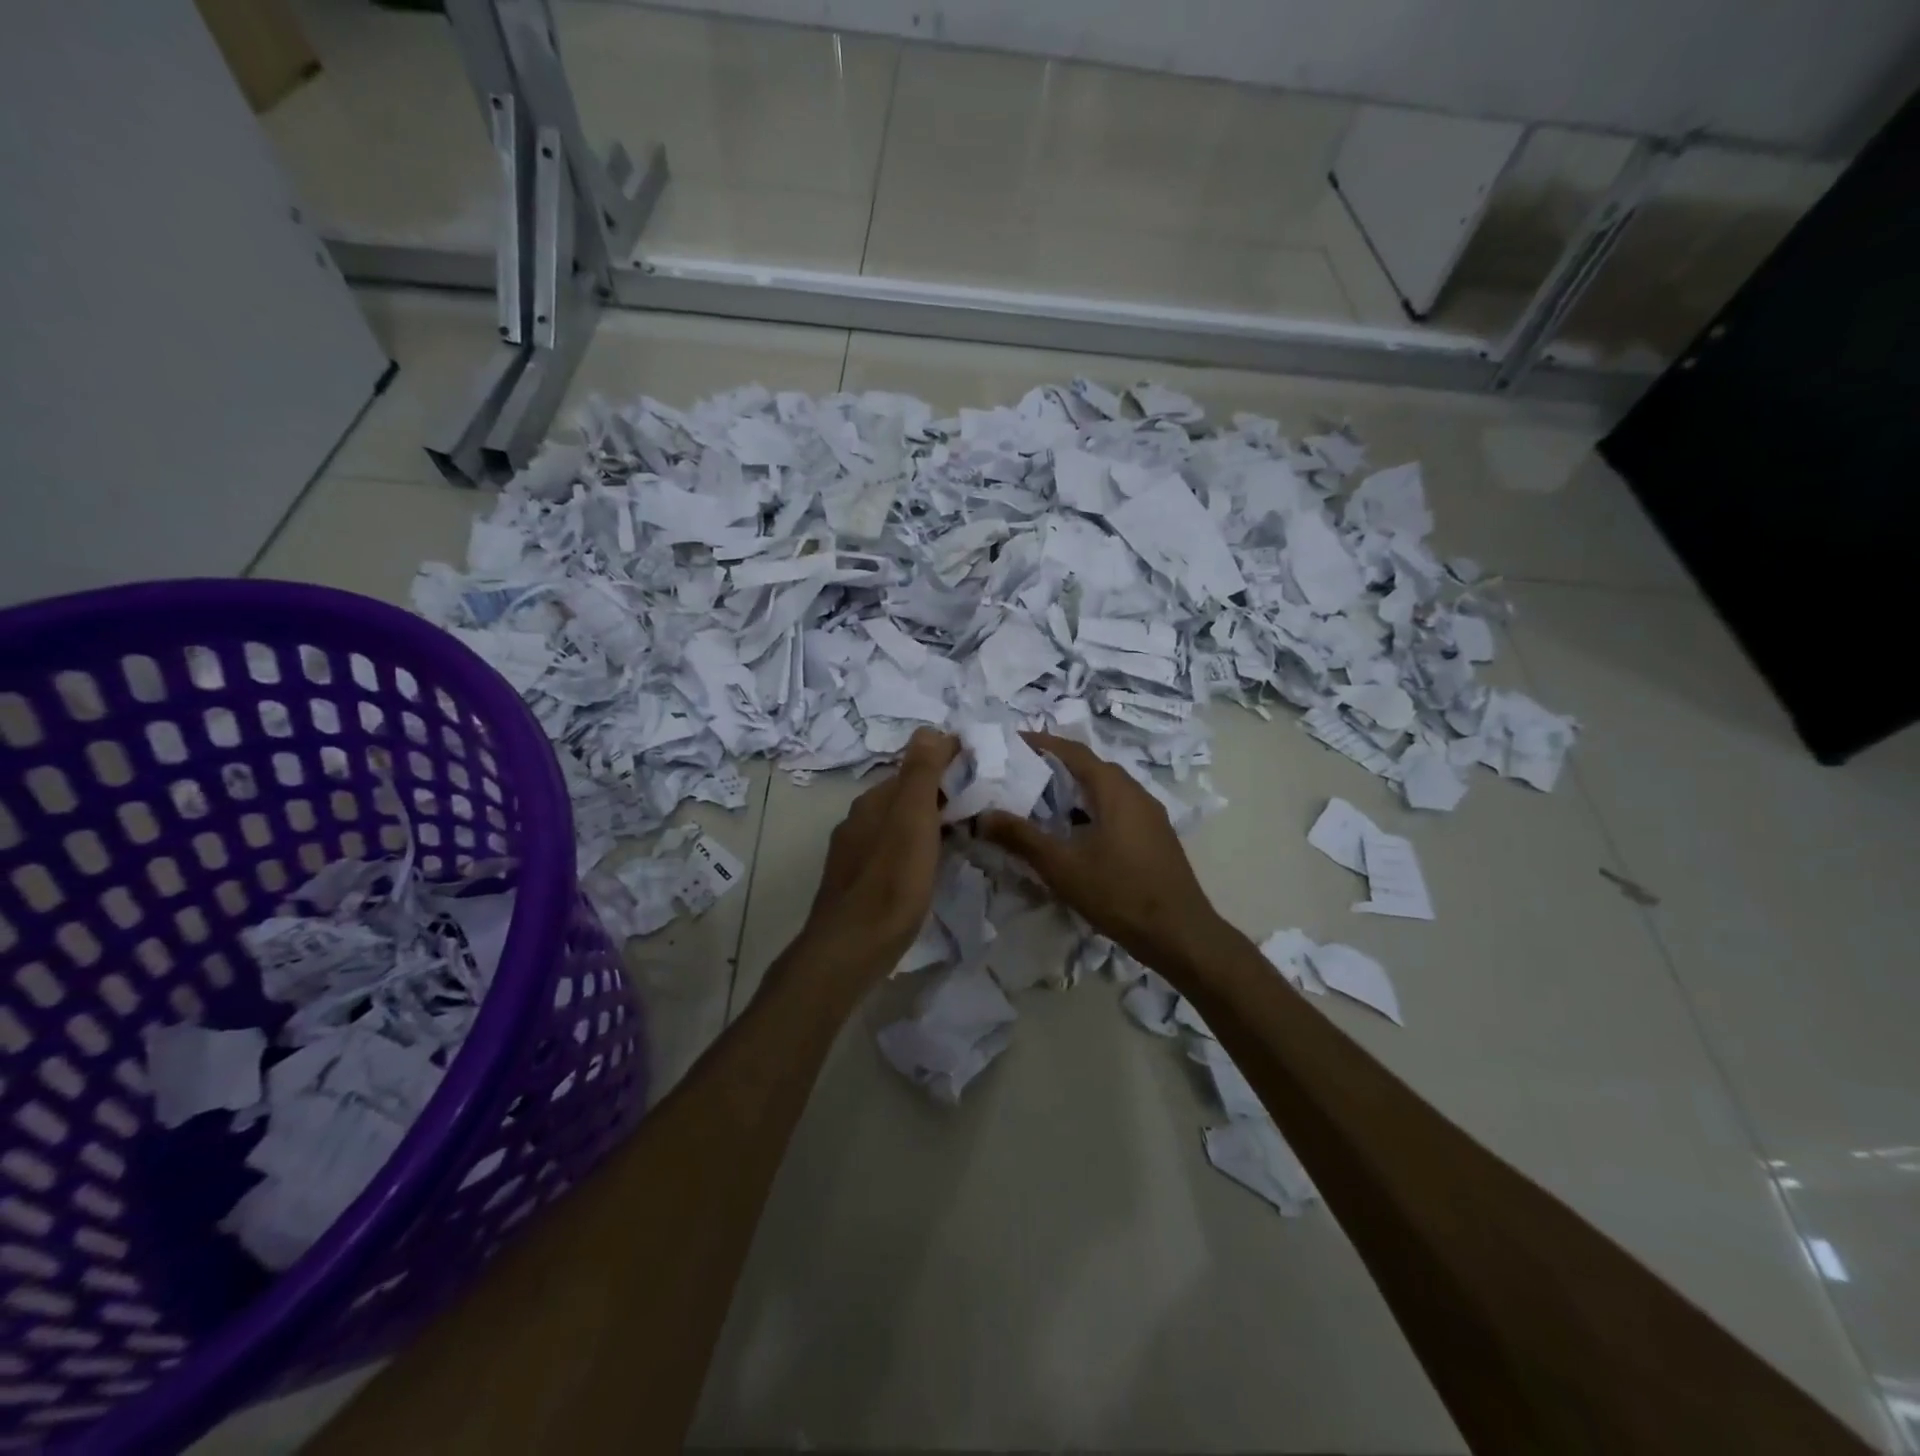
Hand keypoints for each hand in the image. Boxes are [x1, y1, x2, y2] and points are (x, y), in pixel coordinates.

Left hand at [799, 728, 959, 978]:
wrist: (852, 949)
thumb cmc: (891, 882)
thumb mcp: (912, 821)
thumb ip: (920, 774)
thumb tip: (929, 729)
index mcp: (873, 801)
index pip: (913, 767)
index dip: (947, 764)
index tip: (982, 771)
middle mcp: (859, 820)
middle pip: (905, 796)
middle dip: (939, 794)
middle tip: (981, 804)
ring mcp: (855, 853)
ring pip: (898, 825)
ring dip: (929, 822)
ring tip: (964, 834)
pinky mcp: (857, 882)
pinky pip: (893, 851)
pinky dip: (916, 847)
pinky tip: (930, 866)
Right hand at [979, 733, 1224, 972]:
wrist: (1180, 934)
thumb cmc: (1119, 893)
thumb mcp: (1062, 866)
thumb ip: (1020, 837)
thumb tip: (982, 816)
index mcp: (1115, 789)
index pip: (1073, 751)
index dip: (1042, 743)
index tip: (1012, 743)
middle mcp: (1136, 793)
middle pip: (1091, 768)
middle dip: (1055, 766)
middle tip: (1020, 774)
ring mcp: (1150, 816)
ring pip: (1105, 791)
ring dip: (1074, 791)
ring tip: (1040, 802)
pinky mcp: (1155, 838)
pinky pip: (1117, 810)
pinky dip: (1090, 810)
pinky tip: (1074, 834)